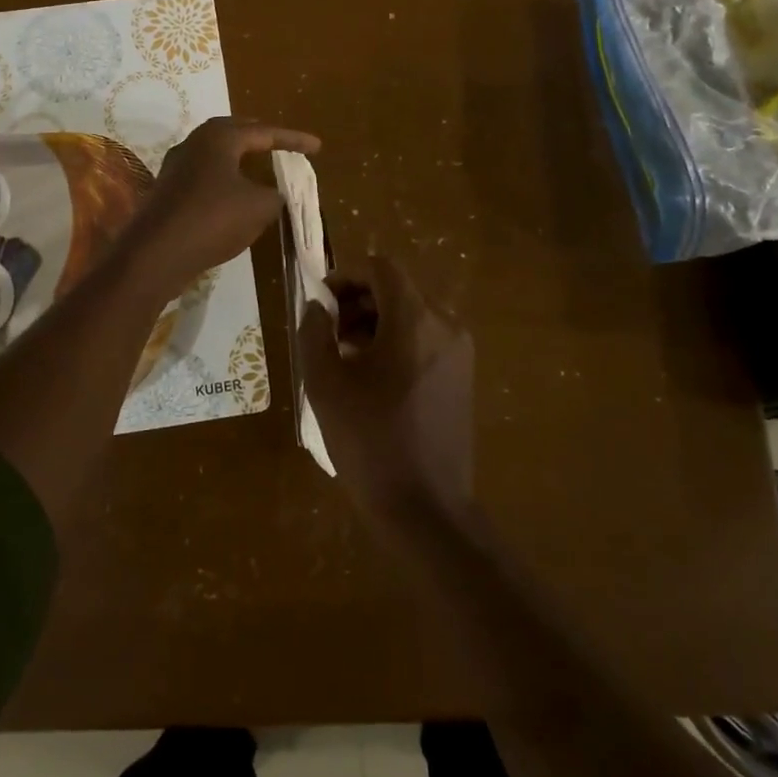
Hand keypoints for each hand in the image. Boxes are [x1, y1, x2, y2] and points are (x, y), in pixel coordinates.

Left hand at [118, 116, 319, 301]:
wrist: (154, 255)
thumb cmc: (212, 220)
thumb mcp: (259, 208)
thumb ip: (275, 195)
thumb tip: (274, 194)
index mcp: (219, 138)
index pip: (264, 132)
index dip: (293, 139)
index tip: (317, 146)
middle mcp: (194, 144)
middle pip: (233, 133)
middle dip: (260, 137)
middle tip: (282, 144)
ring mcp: (175, 167)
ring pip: (215, 154)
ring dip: (238, 158)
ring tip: (258, 165)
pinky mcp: (166, 191)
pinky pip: (203, 175)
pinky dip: (224, 178)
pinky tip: (232, 194)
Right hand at [299, 255, 473, 522]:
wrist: (425, 508)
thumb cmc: (369, 440)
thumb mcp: (325, 383)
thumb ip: (314, 331)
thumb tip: (317, 306)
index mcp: (414, 319)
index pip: (380, 268)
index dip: (346, 276)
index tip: (320, 303)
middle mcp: (445, 325)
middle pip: (397, 289)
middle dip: (357, 301)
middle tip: (326, 332)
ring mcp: (459, 352)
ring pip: (411, 315)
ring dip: (374, 322)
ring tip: (344, 357)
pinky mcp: (462, 377)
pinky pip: (425, 340)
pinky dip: (396, 342)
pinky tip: (372, 378)